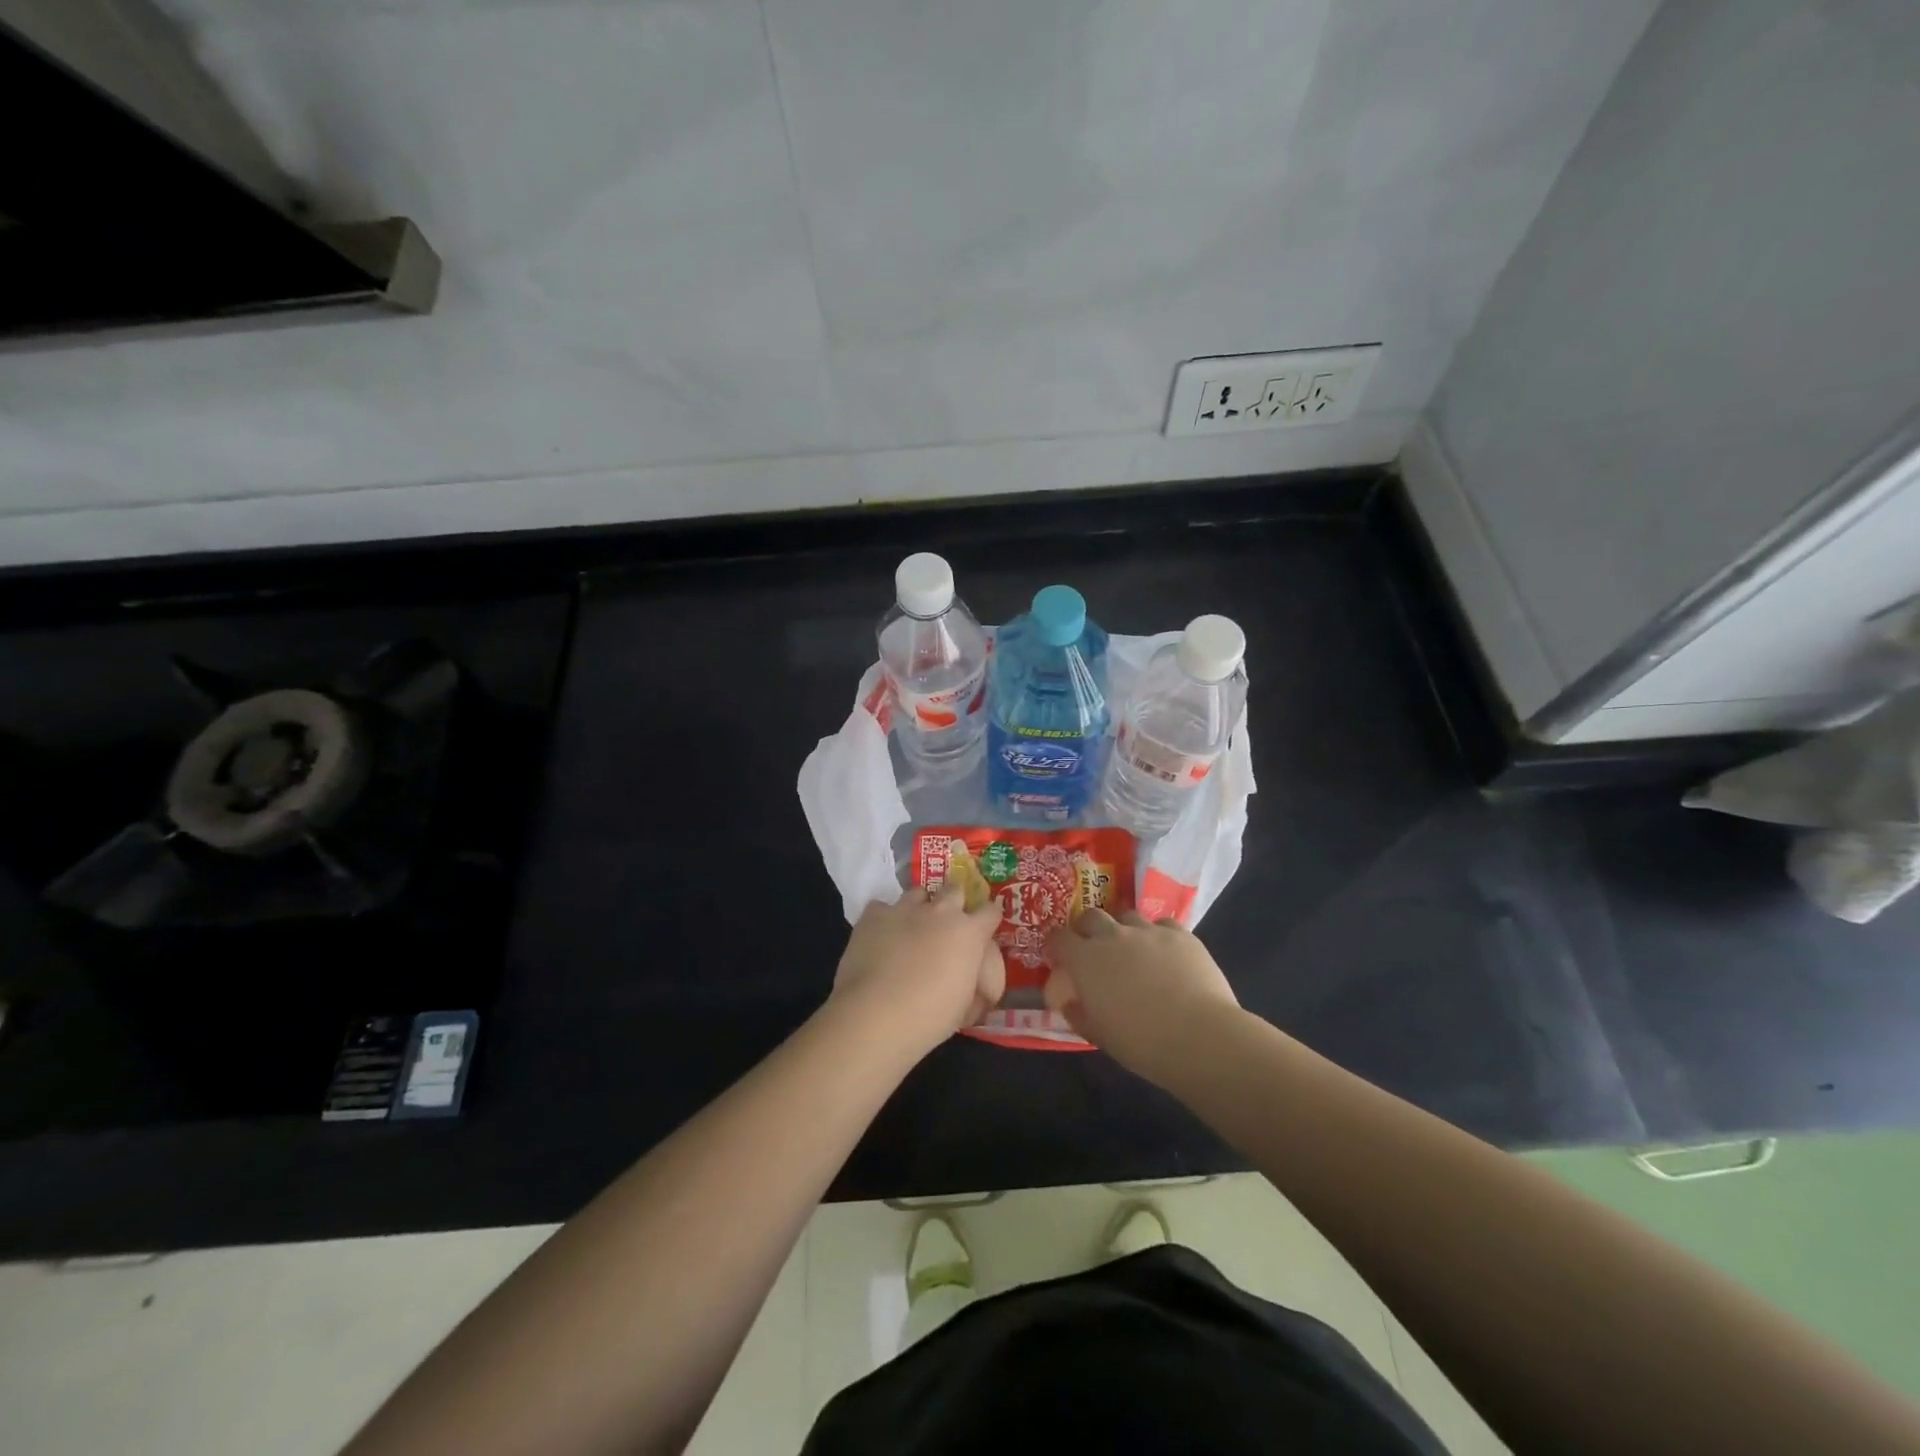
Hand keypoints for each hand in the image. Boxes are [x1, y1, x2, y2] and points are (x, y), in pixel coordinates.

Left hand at [829, 884, 1005, 1055]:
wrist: (876, 1014)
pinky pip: (882, 907)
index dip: (989, 917)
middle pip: (954, 890)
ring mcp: (905, 909)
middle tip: (947, 923)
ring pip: (918, 893)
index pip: (991, 911)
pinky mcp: (874, 914)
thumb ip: (973, 984)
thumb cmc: (930, 1017)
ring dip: (920, 907)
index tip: (984, 927)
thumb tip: (969, 981)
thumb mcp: (965, 1006)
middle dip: (954, 902)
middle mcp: (940, 911)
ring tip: (912, 927)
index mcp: (969, 933)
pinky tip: (880, 936)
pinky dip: (885, 919)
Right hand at [1045, 909, 1240, 1079]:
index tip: (1059, 957)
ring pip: (1128, 915)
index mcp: (1086, 960)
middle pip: (1091, 916)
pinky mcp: (1180, 934)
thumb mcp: (1099, 1035)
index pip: (1058, 937)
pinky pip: (1162, 925)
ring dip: (1124, 929)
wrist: (1199, 1037)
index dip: (1056, 945)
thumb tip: (1069, 1002)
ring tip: (1134, 949)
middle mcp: (1113, 936)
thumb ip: (1078, 1013)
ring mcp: (1148, 931)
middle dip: (1088, 928)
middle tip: (1094, 948)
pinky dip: (1158, 935)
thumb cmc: (1141, 1043)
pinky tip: (1166, 953)